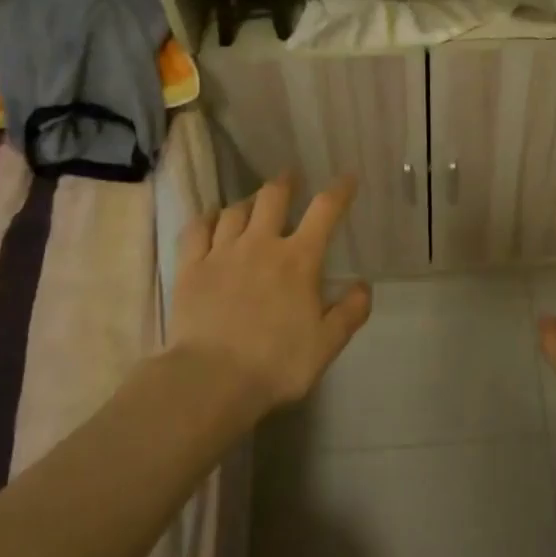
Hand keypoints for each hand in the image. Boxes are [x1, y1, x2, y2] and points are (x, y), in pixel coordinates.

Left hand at [169, 176, 371, 409]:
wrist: (211, 379)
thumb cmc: (277, 363)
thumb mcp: (327, 344)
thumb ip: (350, 312)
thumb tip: (364, 285)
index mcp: (299, 259)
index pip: (324, 211)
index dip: (339, 191)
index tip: (347, 178)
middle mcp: (261, 244)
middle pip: (273, 197)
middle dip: (285, 182)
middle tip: (290, 177)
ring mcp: (221, 253)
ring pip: (235, 210)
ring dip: (249, 201)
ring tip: (254, 202)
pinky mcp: (190, 268)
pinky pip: (197, 230)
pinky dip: (207, 218)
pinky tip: (212, 219)